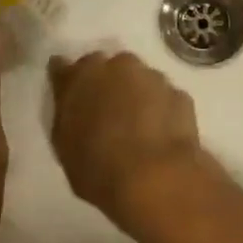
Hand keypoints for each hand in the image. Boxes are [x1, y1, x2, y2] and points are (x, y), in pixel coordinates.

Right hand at [47, 51, 210, 239]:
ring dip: (135, 94)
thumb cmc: (98, 167)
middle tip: (105, 113)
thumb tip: (69, 97)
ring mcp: (151, 76)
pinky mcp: (179, 93)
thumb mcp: (65, 146)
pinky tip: (159, 134)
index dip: (67, 80)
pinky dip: (160, 109)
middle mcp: (116, 65)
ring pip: (138, 79)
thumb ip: (66, 114)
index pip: (63, 67)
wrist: (156, 177)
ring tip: (136, 127)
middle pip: (106, 67)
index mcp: (80, 77)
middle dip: (104, 83)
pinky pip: (163, 97)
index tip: (68, 93)